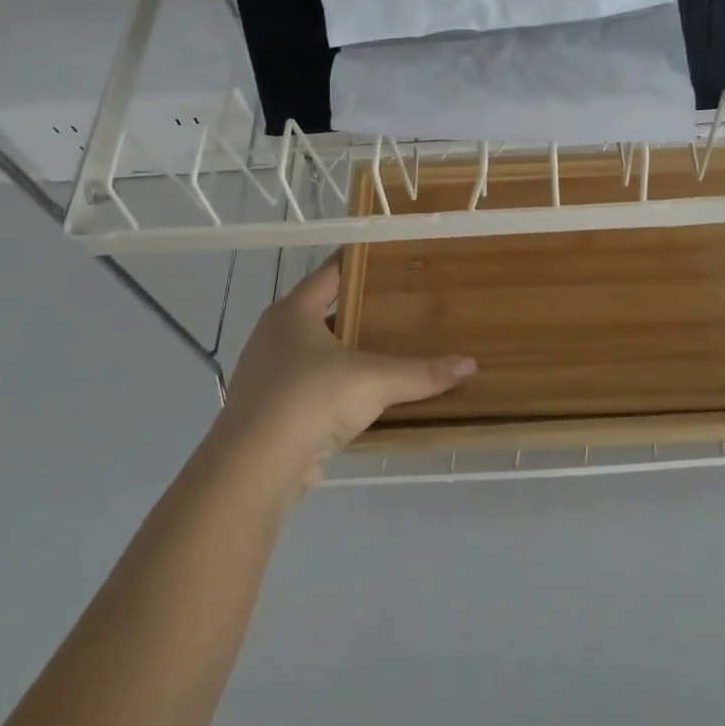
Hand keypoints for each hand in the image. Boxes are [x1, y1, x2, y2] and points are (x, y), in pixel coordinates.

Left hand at [208, 256, 475, 497]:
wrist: (254, 467)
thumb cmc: (311, 399)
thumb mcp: (375, 381)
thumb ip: (422, 373)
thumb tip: (470, 364)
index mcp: (293, 312)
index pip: (329, 273)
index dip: (358, 263)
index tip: (389, 258)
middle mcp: (273, 336)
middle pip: (321, 312)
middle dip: (357, 310)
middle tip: (398, 304)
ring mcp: (265, 374)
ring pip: (312, 351)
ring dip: (343, 351)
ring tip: (384, 349)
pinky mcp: (267, 410)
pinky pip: (307, 386)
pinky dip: (332, 386)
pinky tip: (359, 395)